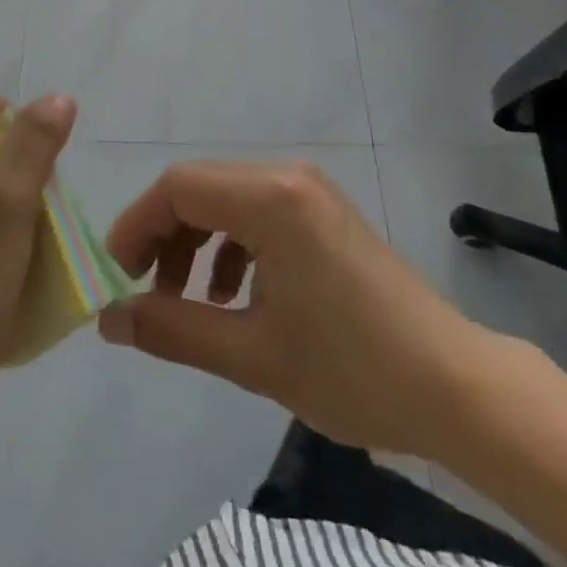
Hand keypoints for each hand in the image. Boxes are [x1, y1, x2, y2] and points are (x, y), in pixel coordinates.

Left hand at [0, 95, 77, 409]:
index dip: (28, 147)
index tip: (33, 196)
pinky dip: (0, 238)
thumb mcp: (7, 203)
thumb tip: (59, 97)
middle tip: (28, 230)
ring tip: (21, 255)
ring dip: (16, 215)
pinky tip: (6, 272)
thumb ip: (35, 143)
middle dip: (24, 183)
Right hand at [96, 160, 499, 458]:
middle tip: (144, 291)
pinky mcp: (323, 210)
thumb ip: (172, 330)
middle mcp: (285, 177)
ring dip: (195, 242)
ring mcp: (308, 190)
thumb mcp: (252, 356)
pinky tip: (235, 297)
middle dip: (163, 236)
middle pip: (199, 188)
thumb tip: (109, 319)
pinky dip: (231, 246)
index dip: (137, 225)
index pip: (177, 187)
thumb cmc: (352, 370)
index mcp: (269, 198)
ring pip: (226, 199)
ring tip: (186, 300)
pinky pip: (257, 212)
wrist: (457, 389)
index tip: (116, 274)